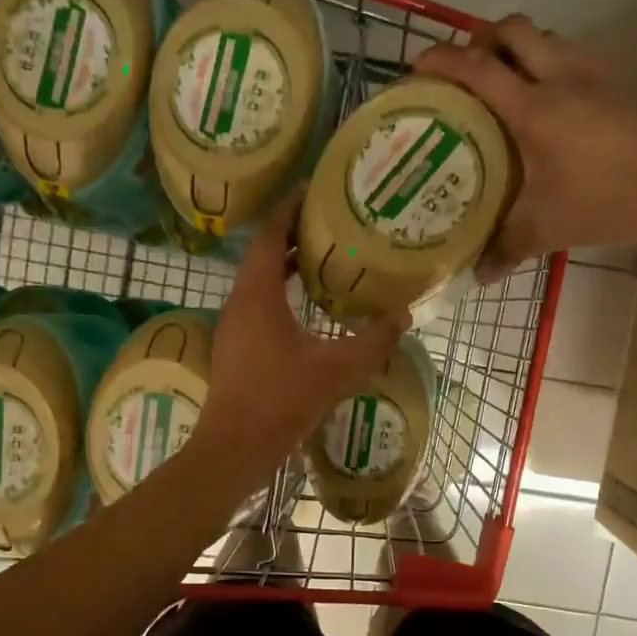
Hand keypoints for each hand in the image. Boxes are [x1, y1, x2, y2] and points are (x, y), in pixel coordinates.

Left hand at [194, 194, 409, 482]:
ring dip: (285, 265)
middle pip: (261, 254)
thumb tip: (403, 314)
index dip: (288, 208)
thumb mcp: (338, 368)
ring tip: (322, 258)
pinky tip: (305, 307)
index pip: (269, 235)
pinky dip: (279, 292)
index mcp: (258, 294)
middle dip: (292, 234)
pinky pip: (256, 303)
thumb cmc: (283, 400)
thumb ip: (374, 340)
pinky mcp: (235, 346)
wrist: (236, 446)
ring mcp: (233, 325)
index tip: (311, 189)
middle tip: (328, 222)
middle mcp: (239, 301)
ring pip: (257, 281)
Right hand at [413, 14, 636, 277]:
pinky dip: (547, 64)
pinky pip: (570, 56)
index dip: (440, 61)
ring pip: (545, 37)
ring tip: (500, 85)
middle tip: (463, 73)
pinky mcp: (616, 84)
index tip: (415, 68)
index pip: (477, 69)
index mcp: (533, 107)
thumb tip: (477, 276)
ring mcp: (592, 76)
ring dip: (517, 49)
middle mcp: (559, 77)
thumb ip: (507, 248)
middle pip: (512, 30)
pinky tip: (547, 103)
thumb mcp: (549, 228)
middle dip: (480, 41)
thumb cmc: (610, 198)